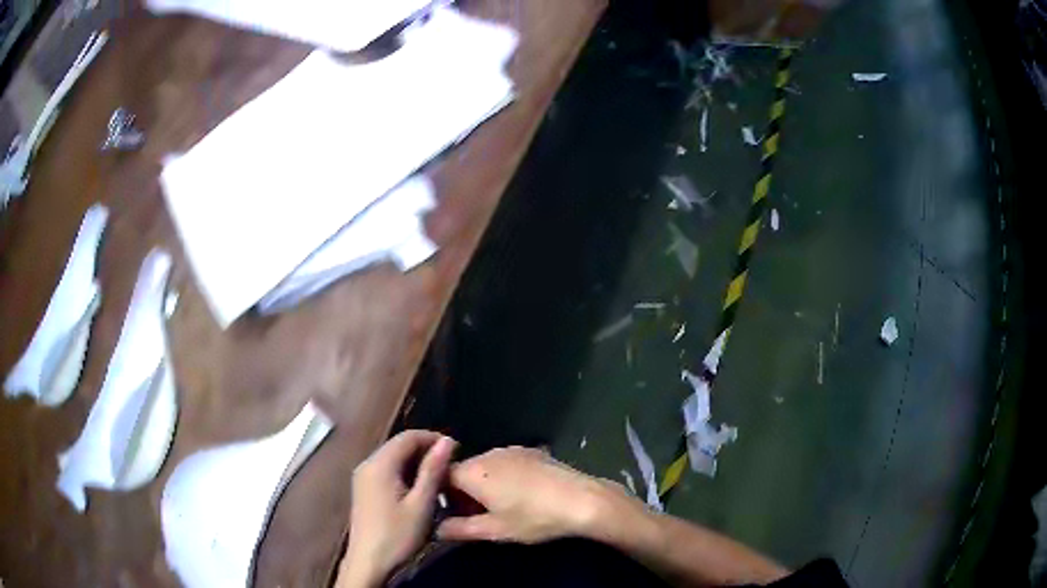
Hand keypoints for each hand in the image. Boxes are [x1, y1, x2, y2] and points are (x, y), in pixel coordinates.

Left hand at [338, 431, 456, 587]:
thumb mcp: (421, 504)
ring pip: (393, 458)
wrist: (369, 562)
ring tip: (440, 478)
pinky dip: (405, 473)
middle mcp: (367, 464)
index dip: (433, 438)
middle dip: (425, 451)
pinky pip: (387, 470)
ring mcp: (363, 477)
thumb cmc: (398, 534)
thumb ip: (433, 470)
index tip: (457, 450)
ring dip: (416, 463)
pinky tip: (419, 489)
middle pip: (398, 446)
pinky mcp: (364, 489)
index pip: (408, 437)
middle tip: (451, 466)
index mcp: (379, 464)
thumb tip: (447, 441)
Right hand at [437, 447, 616, 543]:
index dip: (442, 495)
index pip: (442, 476)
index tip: (451, 513)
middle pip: (465, 470)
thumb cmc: (534, 517)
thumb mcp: (495, 530)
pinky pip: (507, 463)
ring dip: (485, 484)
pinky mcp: (534, 451)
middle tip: (475, 515)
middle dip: (464, 491)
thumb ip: (461, 529)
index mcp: (474, 472)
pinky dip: (505, 477)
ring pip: (487, 466)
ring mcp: (513, 450)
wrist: (582, 500)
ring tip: (500, 507)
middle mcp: (489, 454)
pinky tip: (522, 495)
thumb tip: (437, 529)